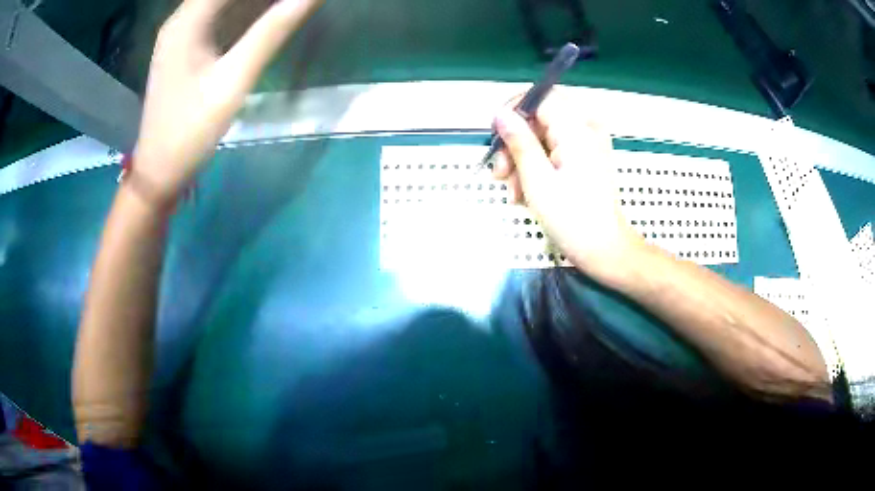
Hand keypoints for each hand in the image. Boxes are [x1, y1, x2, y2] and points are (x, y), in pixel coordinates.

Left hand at [131, 0, 322, 207]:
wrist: (158, 171)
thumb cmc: (190, 130)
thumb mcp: (233, 80)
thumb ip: (272, 33)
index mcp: (187, 20)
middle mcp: (181, 18)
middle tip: (295, 3)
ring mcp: (181, 32)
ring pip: (224, 0)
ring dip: (256, 1)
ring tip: (286, 7)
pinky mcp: (185, 46)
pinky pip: (219, 14)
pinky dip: (245, 9)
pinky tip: (267, 13)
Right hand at [492, 93, 644, 282]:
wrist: (604, 249)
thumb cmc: (572, 219)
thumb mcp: (538, 181)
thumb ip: (519, 142)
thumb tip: (501, 114)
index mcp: (577, 129)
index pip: (540, 97)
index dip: (513, 110)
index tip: (496, 136)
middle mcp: (586, 129)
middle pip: (540, 116)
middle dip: (516, 140)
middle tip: (501, 171)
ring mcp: (588, 144)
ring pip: (544, 135)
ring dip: (523, 158)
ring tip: (515, 191)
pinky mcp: (587, 158)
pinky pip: (555, 148)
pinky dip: (538, 165)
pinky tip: (527, 191)